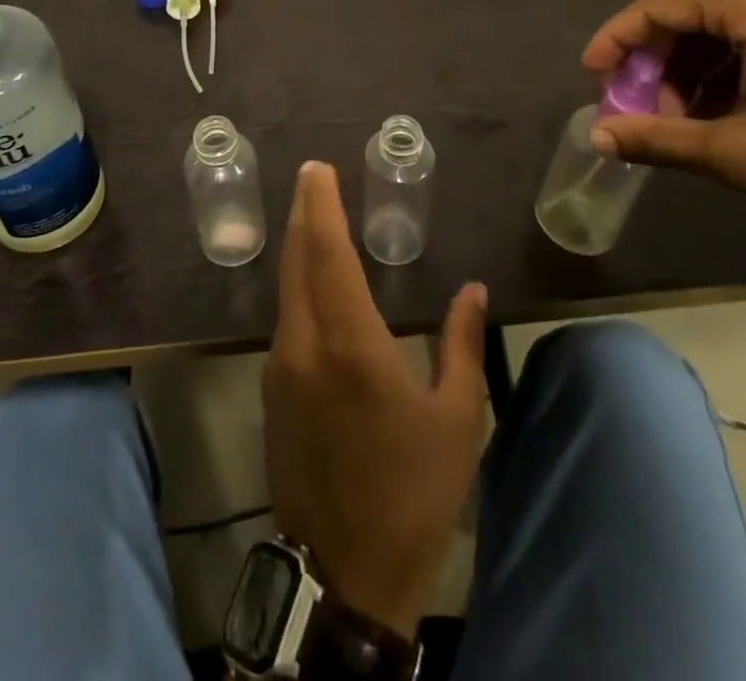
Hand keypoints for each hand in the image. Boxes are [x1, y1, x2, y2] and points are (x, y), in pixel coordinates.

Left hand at [263, 161, 487, 639]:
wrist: (346, 575)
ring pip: (286, 288)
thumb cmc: (412, 492)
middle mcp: (304, 345)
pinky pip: (285, 319)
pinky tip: (314, 283)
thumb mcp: (456, 419)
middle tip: (313, 177)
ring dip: (299, 248)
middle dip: (304, 213)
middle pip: (297, 261)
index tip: (318, 170)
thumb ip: (463, 345)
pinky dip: (298, 285)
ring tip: (315, 217)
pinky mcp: (272, 391)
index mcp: (350, 345)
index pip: (327, 254)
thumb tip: (473, 290)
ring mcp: (281, 368)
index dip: (321, 206)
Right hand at [583, 0, 745, 253]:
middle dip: (659, 63)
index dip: (617, 40)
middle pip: (694, 13)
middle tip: (643, 112)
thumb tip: (597, 138)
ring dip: (696, 69)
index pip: (660, 5)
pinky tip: (732, 110)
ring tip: (688, 122)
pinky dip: (734, 65)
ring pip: (730, 24)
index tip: (593, 78)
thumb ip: (658, 139)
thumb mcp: (739, 155)